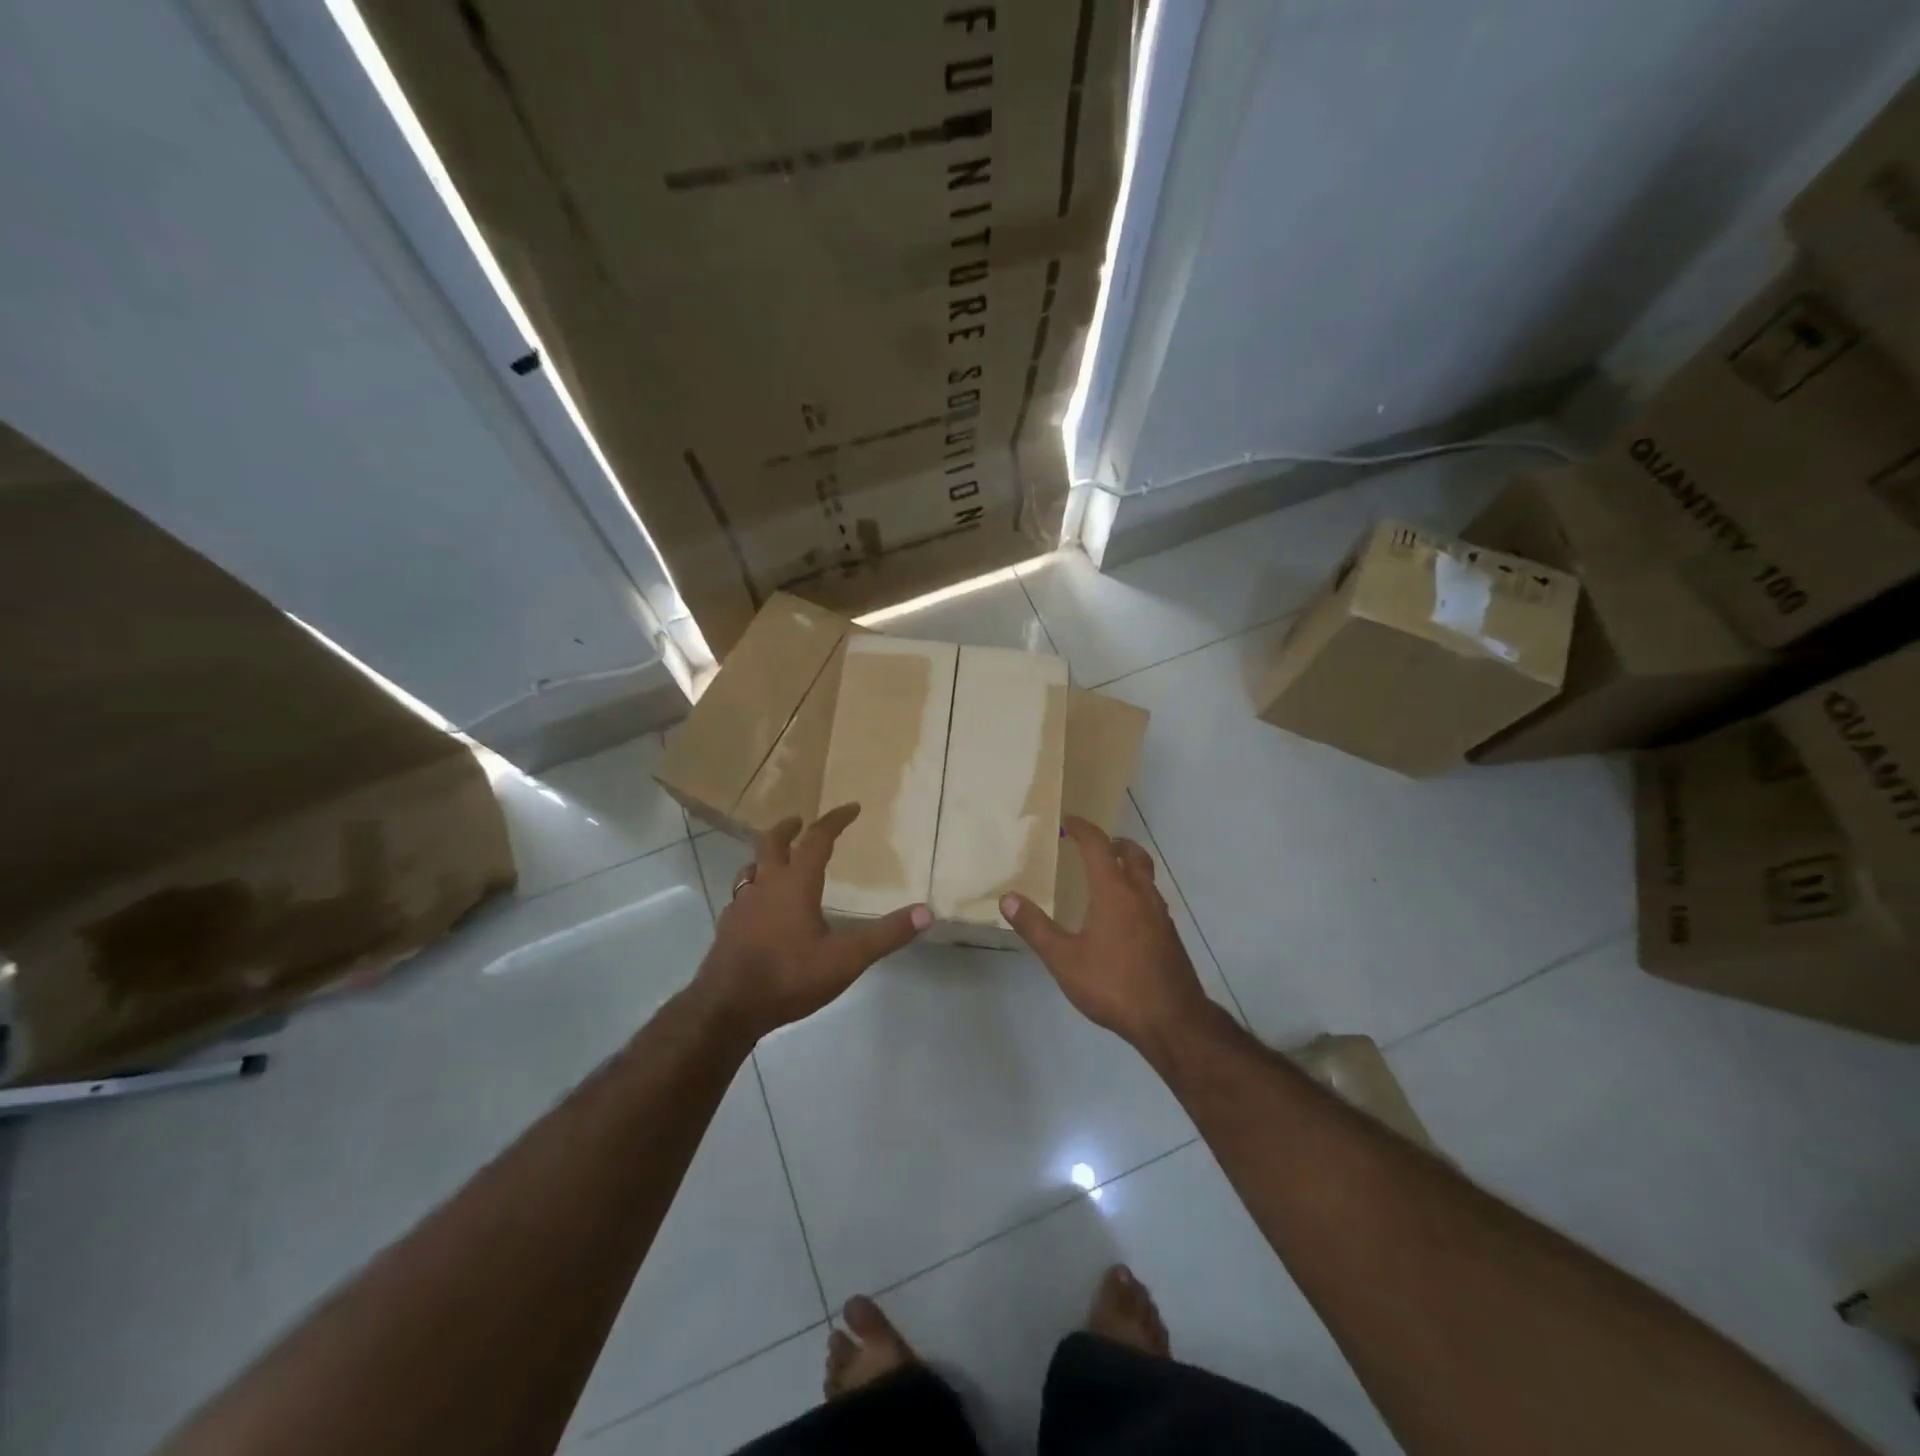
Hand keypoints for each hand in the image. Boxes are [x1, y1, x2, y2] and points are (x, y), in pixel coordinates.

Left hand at [697, 803, 930, 1039]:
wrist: (727, 1007)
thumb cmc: (789, 976)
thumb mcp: (847, 958)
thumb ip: (886, 935)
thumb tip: (926, 912)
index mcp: (795, 883)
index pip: (816, 839)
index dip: (835, 820)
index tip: (851, 808)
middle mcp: (765, 884)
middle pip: (772, 843)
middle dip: (789, 828)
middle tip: (800, 821)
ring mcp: (741, 905)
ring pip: (751, 867)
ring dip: (766, 856)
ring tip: (778, 859)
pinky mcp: (727, 926)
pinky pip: (741, 894)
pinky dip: (754, 887)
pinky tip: (759, 906)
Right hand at [1000, 816, 1211, 1050]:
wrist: (1171, 1020)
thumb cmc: (1113, 985)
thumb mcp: (1064, 959)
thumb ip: (1035, 927)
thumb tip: (1008, 898)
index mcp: (1114, 891)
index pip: (1098, 846)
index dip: (1083, 829)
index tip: (1068, 821)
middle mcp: (1141, 894)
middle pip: (1132, 854)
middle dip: (1113, 843)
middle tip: (1094, 845)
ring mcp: (1160, 915)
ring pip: (1145, 876)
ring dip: (1127, 866)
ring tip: (1106, 878)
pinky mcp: (1169, 935)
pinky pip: (1151, 899)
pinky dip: (1136, 891)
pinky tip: (1122, 917)